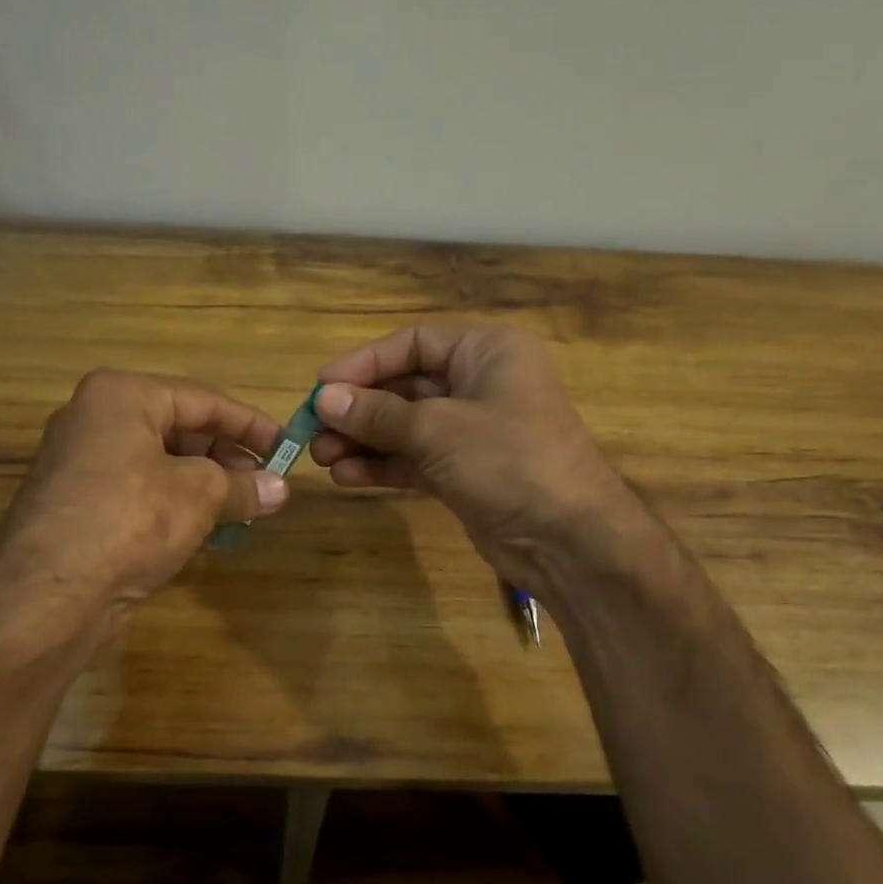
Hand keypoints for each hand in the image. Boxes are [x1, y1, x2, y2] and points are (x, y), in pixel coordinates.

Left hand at [0, 369, 288, 621]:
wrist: (48, 596)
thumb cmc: (130, 521)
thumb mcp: (200, 495)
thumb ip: (244, 486)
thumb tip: (280, 489)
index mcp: (120, 396)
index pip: (203, 399)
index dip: (251, 424)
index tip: (287, 447)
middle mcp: (95, 420)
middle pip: (179, 429)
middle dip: (227, 457)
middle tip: (266, 484)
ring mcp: (82, 465)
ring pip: (160, 464)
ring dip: (206, 485)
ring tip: (244, 508)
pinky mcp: (79, 506)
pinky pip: (141, 492)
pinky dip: (176, 505)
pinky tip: (207, 530)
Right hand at [308, 323, 637, 598]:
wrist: (569, 539)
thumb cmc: (509, 461)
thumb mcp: (438, 430)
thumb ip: (378, 414)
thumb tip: (324, 398)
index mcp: (486, 352)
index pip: (412, 344)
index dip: (363, 363)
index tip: (321, 387)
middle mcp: (479, 383)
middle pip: (404, 386)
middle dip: (359, 409)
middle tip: (313, 430)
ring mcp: (472, 431)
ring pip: (405, 426)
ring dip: (364, 440)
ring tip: (321, 458)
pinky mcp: (465, 471)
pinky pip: (415, 459)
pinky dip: (383, 465)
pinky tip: (347, 476)